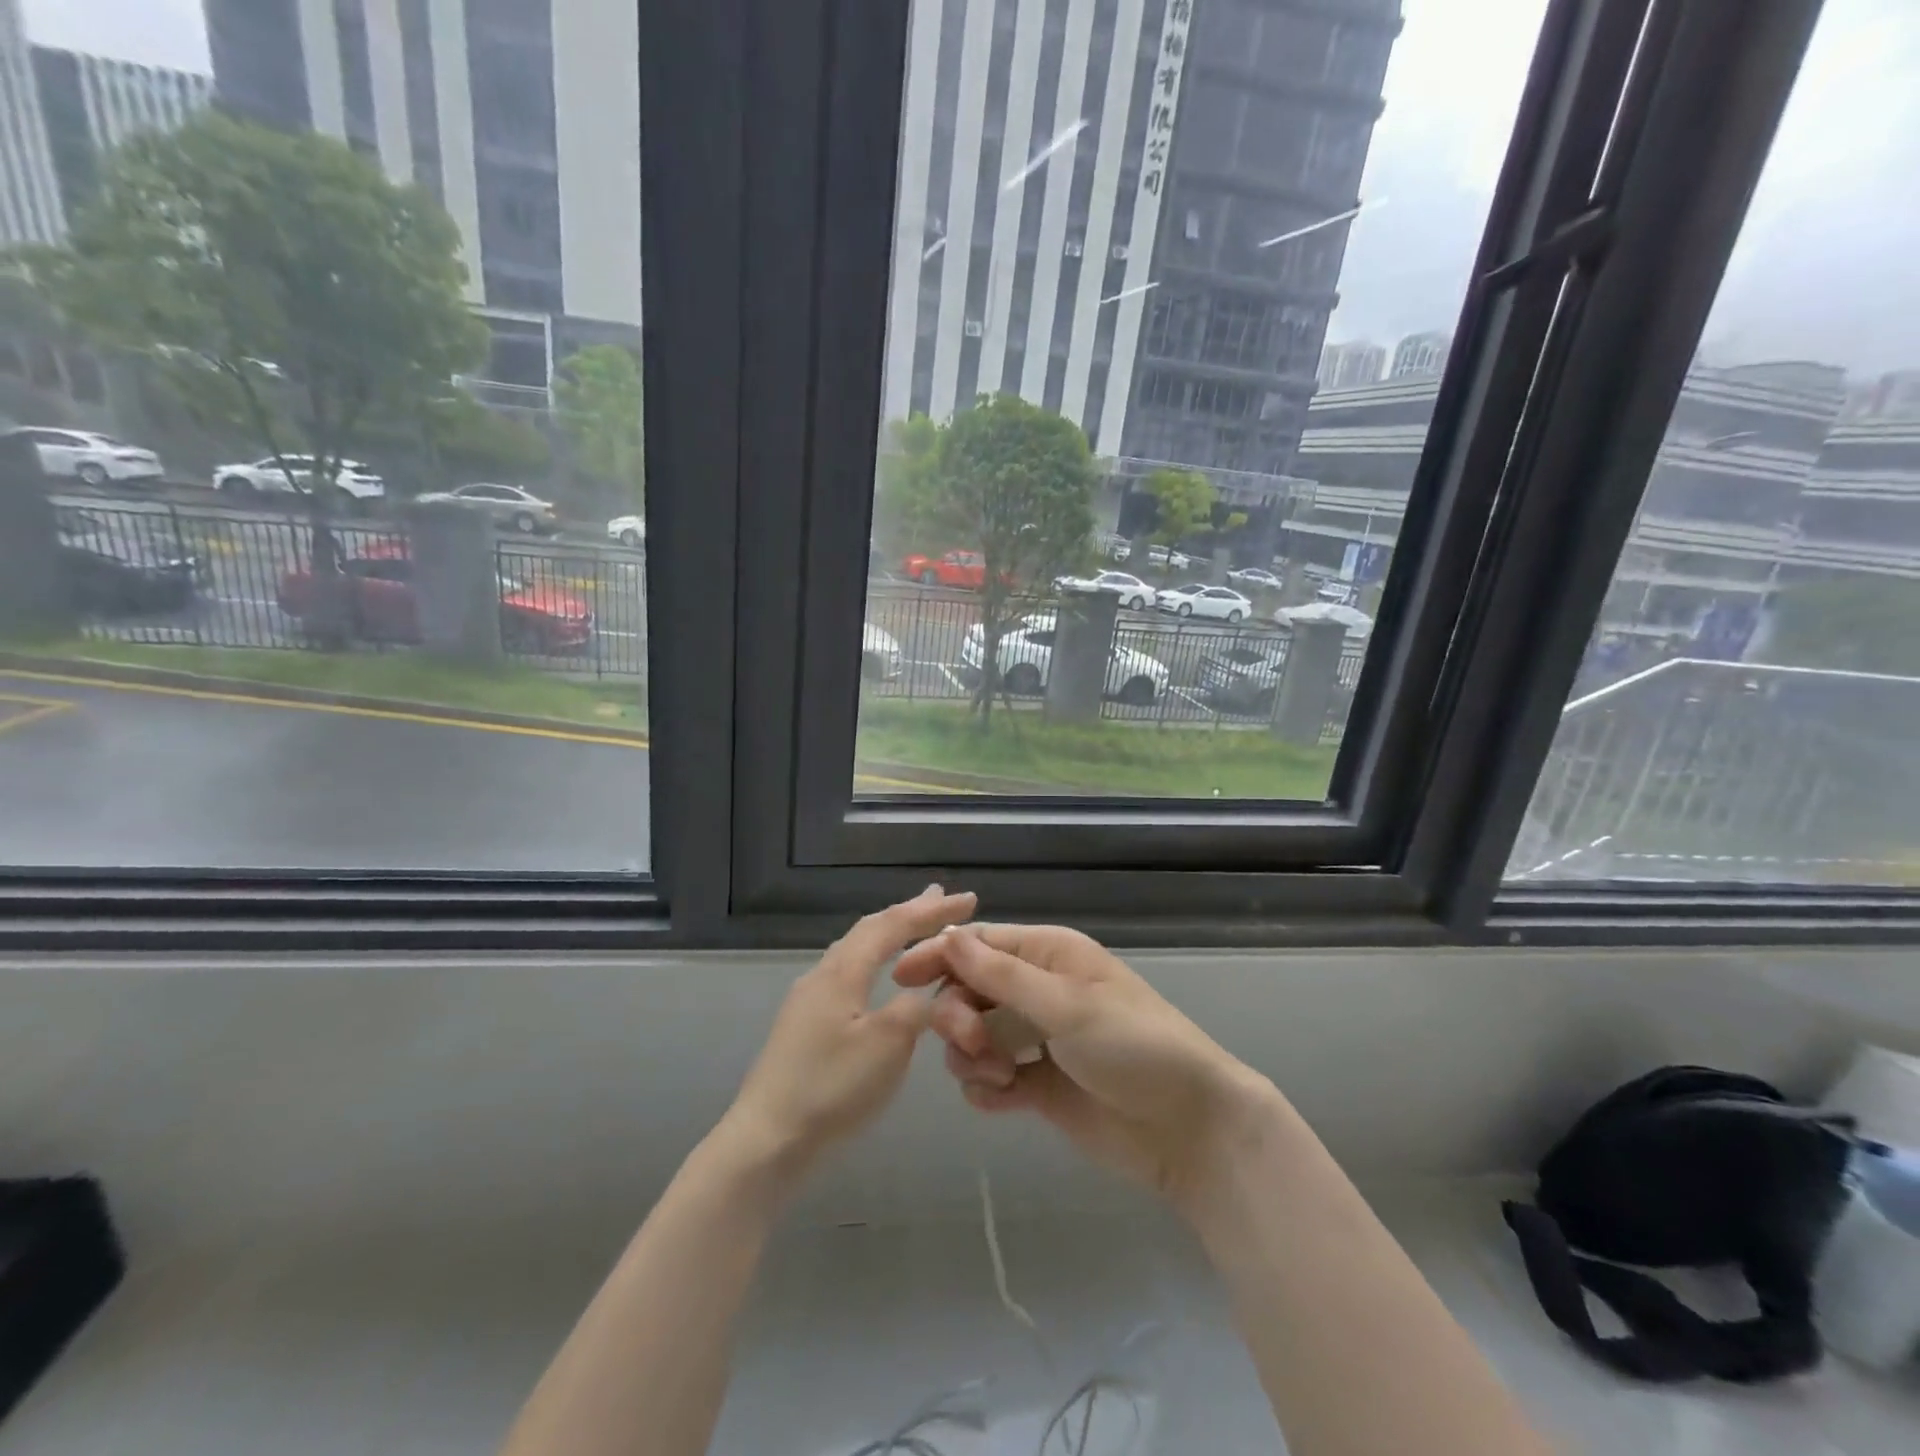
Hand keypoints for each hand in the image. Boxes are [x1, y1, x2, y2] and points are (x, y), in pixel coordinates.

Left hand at [721, 886, 977, 1188]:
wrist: (766, 1142)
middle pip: (869, 930)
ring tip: (913, 929)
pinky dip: (875, 962)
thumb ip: (915, 1009)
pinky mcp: (804, 1026)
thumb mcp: (887, 1046)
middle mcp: (822, 975)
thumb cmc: (831, 1089)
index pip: (893, 925)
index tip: (969, 899)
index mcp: (842, 971)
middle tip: (941, 898)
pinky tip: (879, 979)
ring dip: (889, 935)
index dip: (932, 910)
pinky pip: (849, 975)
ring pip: (856, 952)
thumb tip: (928, 992)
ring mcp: (808, 1001)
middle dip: (908, 913)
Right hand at [894, 923, 1279, 1212]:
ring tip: (1001, 1076)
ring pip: (973, 1037)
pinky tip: (1006, 1100)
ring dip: (972, 1056)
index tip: (900, 978)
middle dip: (959, 1016)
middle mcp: (1038, 991)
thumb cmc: (1134, 1047)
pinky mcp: (1038, 1085)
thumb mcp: (1068, 1005)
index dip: (940, 956)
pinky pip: (989, 1079)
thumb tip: (950, 934)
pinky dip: (987, 1088)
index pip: (980, 944)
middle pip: (968, 991)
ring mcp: (1036, 1039)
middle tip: (973, 1044)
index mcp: (1049, 956)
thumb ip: (1003, 976)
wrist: (1188, 1129)